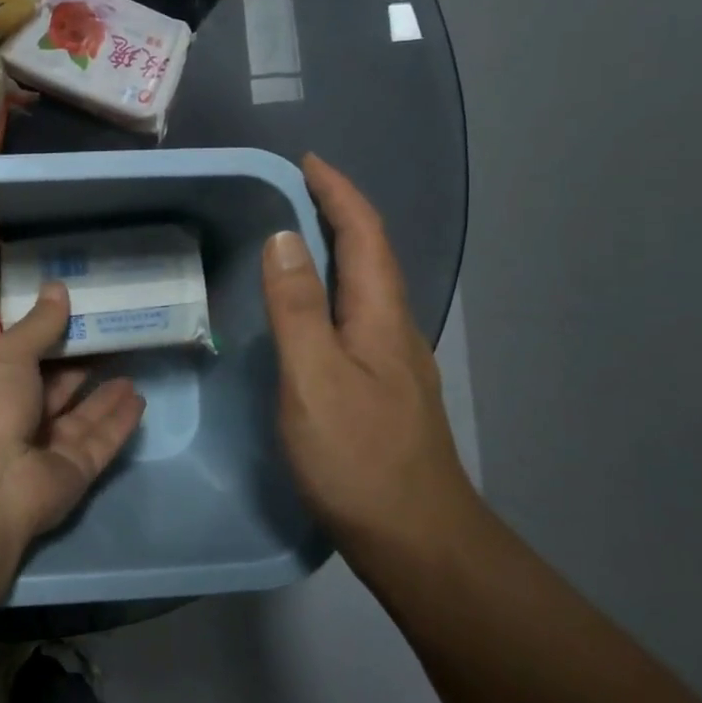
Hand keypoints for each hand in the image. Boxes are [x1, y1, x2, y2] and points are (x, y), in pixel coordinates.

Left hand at [0, 283, 144, 586]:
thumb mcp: (9, 354)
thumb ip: (39, 325)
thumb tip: (57, 286)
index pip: (27, 358)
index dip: (52, 338)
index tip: (81, 315)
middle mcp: (18, 417)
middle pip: (57, 387)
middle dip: (82, 365)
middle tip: (114, 338)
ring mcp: (46, 448)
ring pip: (82, 416)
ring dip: (105, 395)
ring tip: (131, 367)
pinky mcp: (74, 472)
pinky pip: (101, 441)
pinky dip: (119, 421)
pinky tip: (139, 399)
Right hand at [261, 154, 478, 571]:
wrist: (417, 540)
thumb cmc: (358, 456)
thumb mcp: (314, 377)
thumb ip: (296, 307)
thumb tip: (285, 238)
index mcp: (379, 316)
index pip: (364, 234)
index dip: (338, 193)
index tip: (306, 162)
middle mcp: (394, 329)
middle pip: (372, 254)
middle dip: (339, 212)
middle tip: (293, 192)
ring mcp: (393, 361)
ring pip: (366, 286)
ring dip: (338, 249)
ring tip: (296, 238)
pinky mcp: (383, 388)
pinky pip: (356, 316)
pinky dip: (332, 289)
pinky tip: (310, 310)